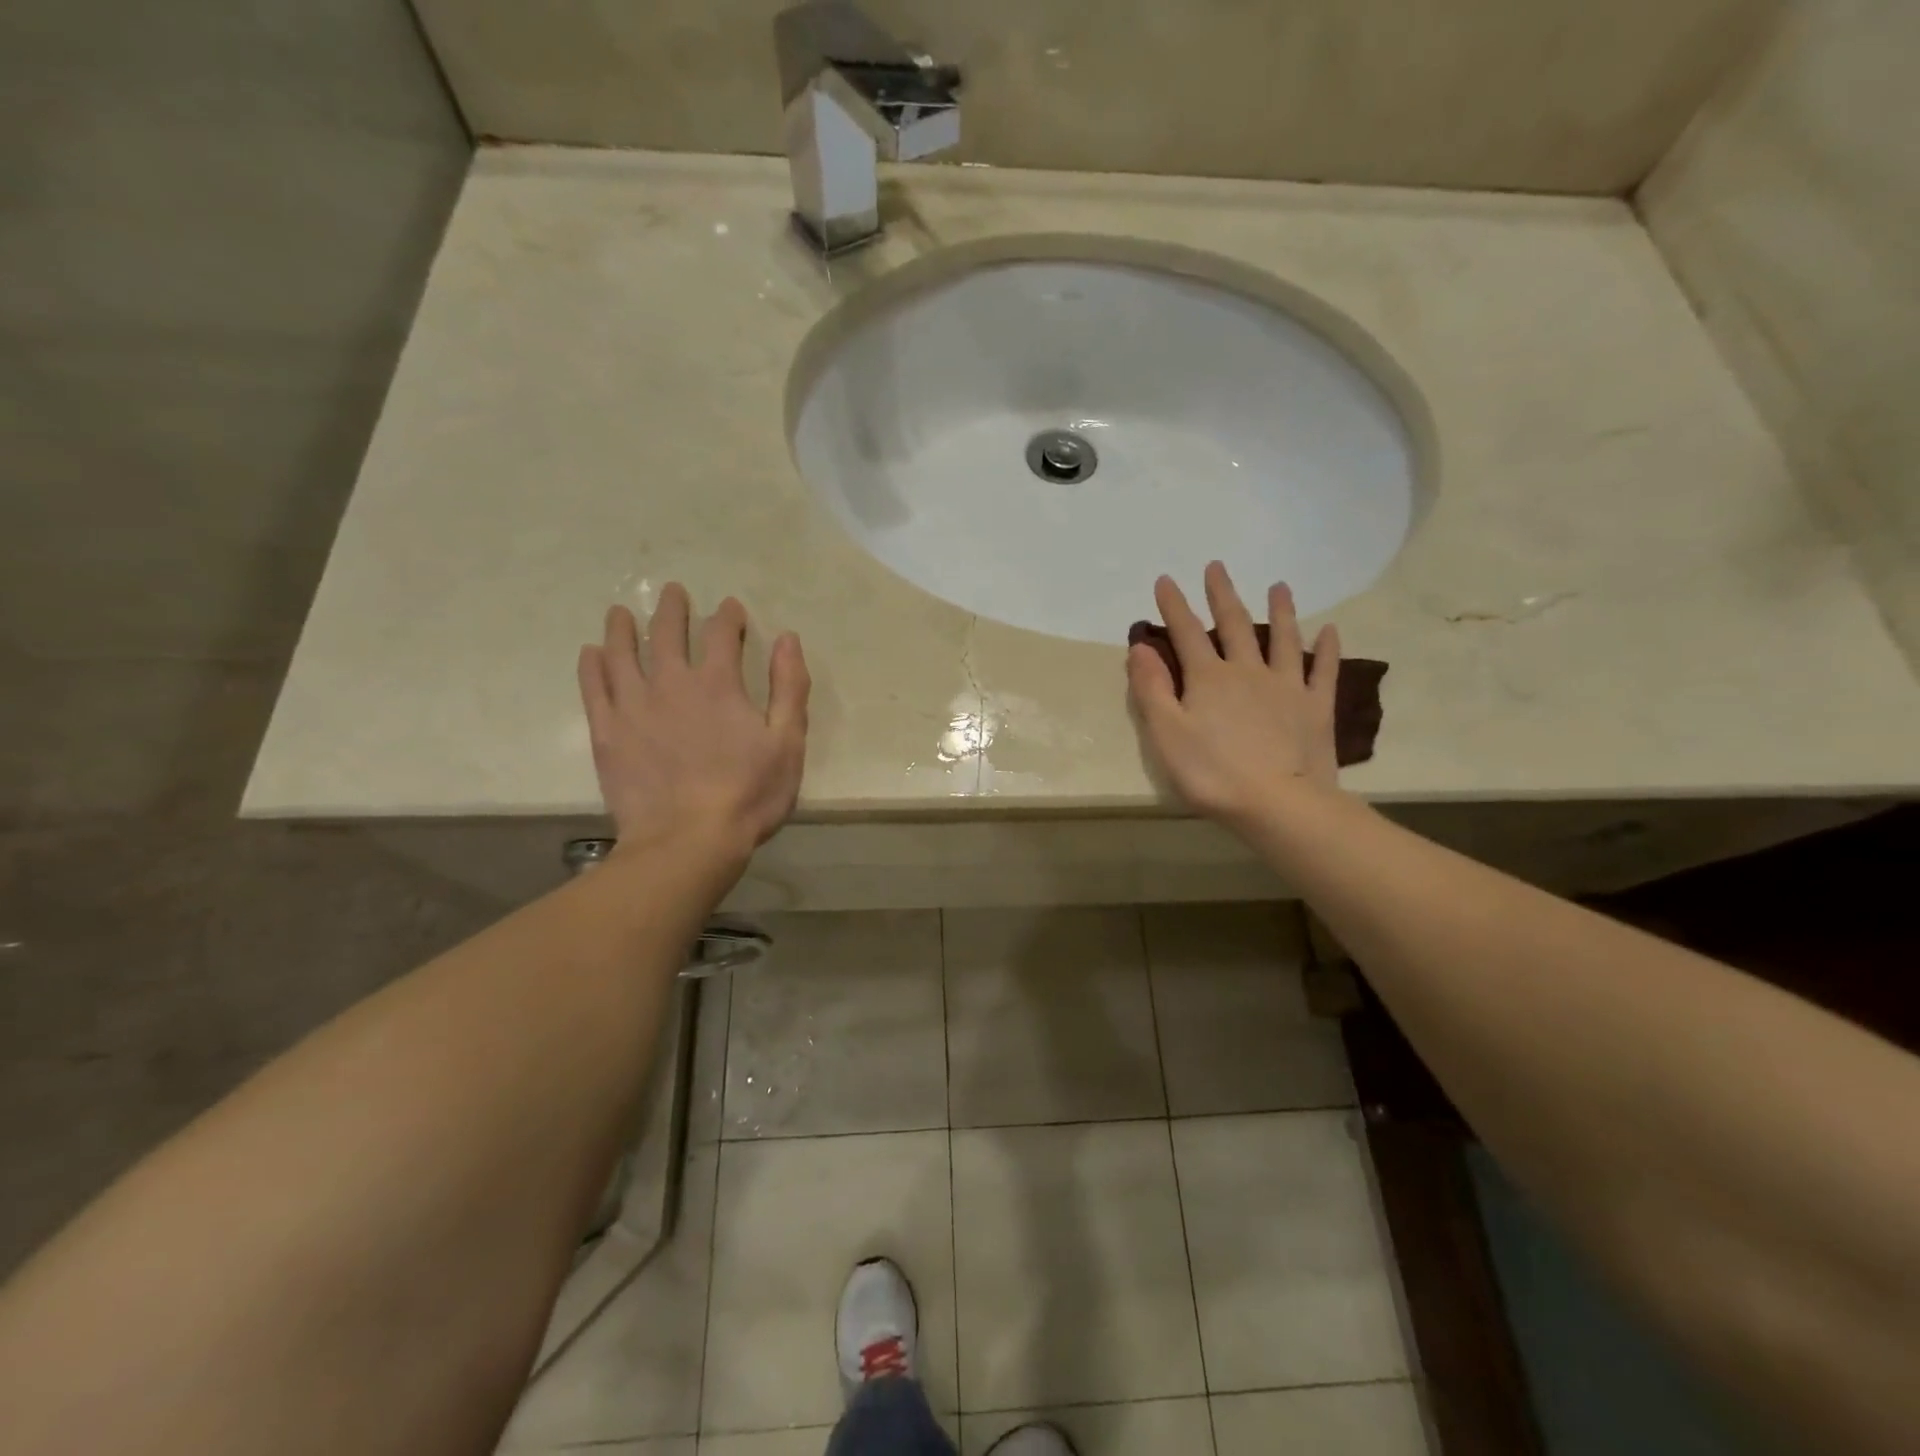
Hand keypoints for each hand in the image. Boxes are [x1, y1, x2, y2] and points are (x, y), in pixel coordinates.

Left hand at [577, 584, 809, 860]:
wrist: (687, 842)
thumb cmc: (748, 794)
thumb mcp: (788, 743)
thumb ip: (790, 688)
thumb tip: (788, 639)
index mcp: (718, 684)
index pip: (721, 633)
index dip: (727, 616)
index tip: (730, 607)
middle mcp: (671, 683)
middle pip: (668, 633)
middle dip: (673, 609)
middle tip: (672, 592)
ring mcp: (633, 706)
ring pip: (622, 653)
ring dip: (623, 628)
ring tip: (620, 612)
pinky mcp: (607, 733)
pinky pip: (594, 688)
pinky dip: (592, 666)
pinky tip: (591, 653)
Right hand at [1127, 562, 1342, 828]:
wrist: (1278, 804)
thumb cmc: (1212, 773)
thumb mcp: (1166, 734)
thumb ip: (1151, 689)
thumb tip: (1140, 646)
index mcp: (1209, 678)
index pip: (1187, 632)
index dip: (1174, 606)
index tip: (1166, 580)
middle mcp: (1248, 671)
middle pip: (1235, 625)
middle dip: (1222, 595)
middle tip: (1217, 567)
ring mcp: (1287, 687)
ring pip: (1283, 638)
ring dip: (1280, 610)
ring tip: (1279, 586)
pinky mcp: (1316, 707)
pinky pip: (1323, 670)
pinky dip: (1327, 649)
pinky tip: (1331, 630)